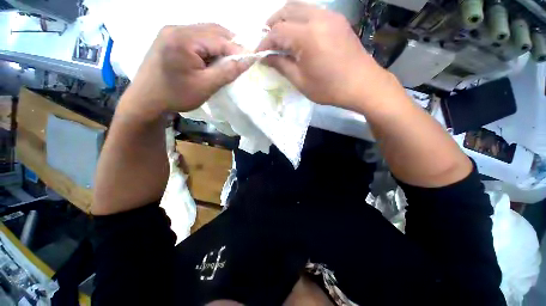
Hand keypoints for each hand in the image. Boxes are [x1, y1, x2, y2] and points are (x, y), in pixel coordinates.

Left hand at [121, 24, 249, 119]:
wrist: (146, 100)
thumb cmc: (176, 95)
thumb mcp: (206, 86)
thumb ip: (228, 71)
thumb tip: (247, 60)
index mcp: (183, 39)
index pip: (219, 39)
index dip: (237, 50)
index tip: (250, 61)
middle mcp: (176, 28)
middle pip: (212, 30)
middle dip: (230, 45)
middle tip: (240, 61)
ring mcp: (171, 32)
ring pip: (205, 33)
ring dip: (219, 46)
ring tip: (227, 62)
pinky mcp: (169, 39)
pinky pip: (196, 38)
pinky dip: (208, 47)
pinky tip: (211, 60)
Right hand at [257, 2, 397, 110]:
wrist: (362, 85)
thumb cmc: (329, 88)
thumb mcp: (301, 81)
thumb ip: (281, 65)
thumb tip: (265, 57)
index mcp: (307, 36)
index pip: (277, 31)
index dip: (264, 42)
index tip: (259, 53)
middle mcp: (318, 18)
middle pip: (287, 9)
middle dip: (272, 24)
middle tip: (267, 41)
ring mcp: (331, 16)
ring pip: (300, 7)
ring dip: (286, 19)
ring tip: (281, 38)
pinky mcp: (338, 20)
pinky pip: (313, 12)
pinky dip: (300, 20)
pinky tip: (299, 35)